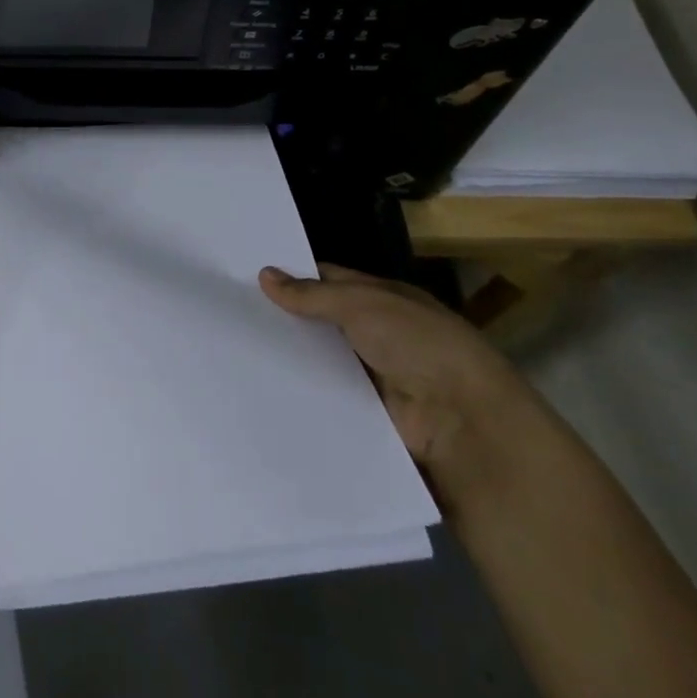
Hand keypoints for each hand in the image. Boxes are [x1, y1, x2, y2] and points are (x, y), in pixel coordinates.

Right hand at [259, 264, 531, 498]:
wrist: (463, 423)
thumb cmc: (418, 345)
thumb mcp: (363, 305)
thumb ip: (313, 294)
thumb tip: (265, 275)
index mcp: (384, 299)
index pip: (330, 281)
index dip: (293, 277)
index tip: (248, 277)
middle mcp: (378, 334)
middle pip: (323, 323)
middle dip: (286, 319)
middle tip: (233, 313)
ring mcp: (373, 376)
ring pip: (321, 360)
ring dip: (291, 358)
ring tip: (235, 351)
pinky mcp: (366, 414)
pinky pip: (327, 397)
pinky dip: (302, 393)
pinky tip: (262, 388)